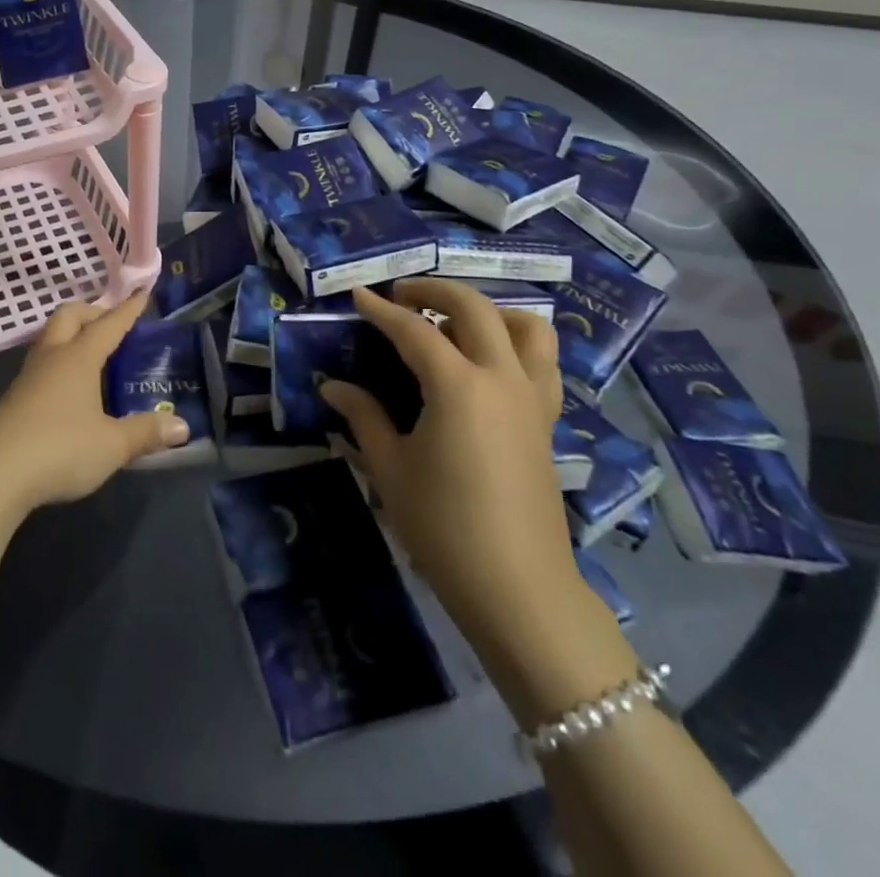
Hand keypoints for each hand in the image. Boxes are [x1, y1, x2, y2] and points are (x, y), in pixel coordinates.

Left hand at [0, 292, 188, 515]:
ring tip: (92, 356)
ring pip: (50, 339)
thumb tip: (181, 426)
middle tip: (111, 326)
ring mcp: (28, 377)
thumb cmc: (60, 448)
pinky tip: (69, 390)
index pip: (108, 324)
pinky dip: (59, 363)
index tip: (141, 293)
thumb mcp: (112, 445)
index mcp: (79, 358)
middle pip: (68, 316)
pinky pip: (41, 365)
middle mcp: (52, 357)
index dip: (127, 310)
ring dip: (71, 337)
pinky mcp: (14, 399)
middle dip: (91, 313)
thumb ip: (145, 433)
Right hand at [321, 280, 582, 650]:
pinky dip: (517, 343)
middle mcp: (501, 379)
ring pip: (527, 327)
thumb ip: (363, 416)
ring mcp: (532, 399)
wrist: (519, 589)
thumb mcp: (390, 469)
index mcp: (459, 386)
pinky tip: (488, 363)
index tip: (358, 295)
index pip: (414, 330)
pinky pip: (542, 362)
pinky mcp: (547, 422)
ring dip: (489, 310)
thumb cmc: (444, 527)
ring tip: (455, 321)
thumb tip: (332, 386)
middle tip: (401, 295)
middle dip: (434, 290)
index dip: (381, 310)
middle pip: (475, 308)